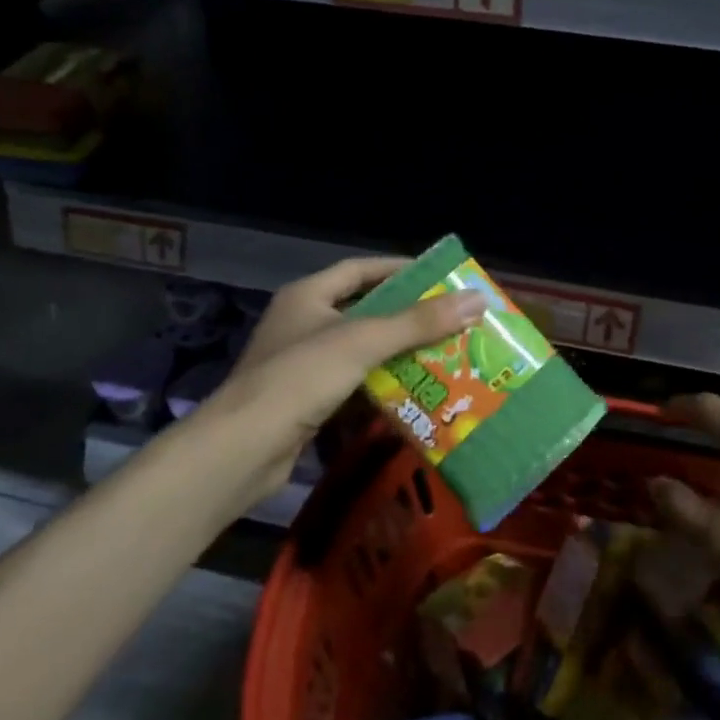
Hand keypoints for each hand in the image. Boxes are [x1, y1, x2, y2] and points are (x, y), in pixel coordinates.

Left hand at [189, 257, 485, 504]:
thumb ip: (419, 322)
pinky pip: (353, 386)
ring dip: (398, 356)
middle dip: (407, 319)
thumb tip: (477, 299)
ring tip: (444, 359)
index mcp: (308, 296)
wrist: (242, 450)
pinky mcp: (306, 402)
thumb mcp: (363, 341)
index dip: (399, 270)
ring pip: (361, 352)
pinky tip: (413, 396)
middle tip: (452, 322)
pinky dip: (381, 389)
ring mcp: (302, 365)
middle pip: (364, 312)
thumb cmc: (300, 378)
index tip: (439, 278)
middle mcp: (303, 323)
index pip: (360, 269)